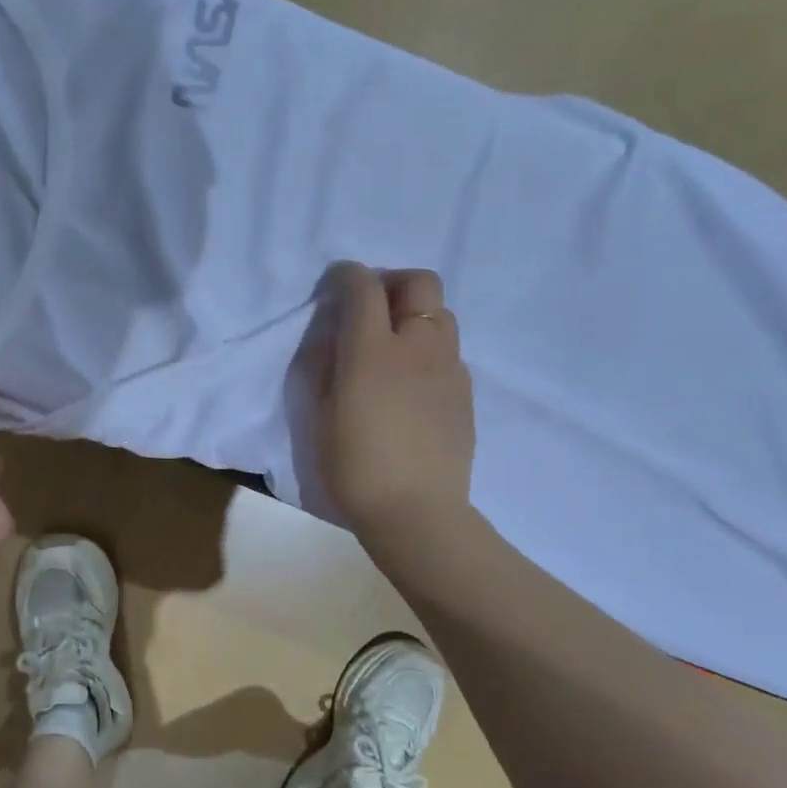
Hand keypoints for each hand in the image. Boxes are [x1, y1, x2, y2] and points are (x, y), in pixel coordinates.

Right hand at [316, 263, 475, 542]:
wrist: (415, 511)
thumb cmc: (354, 466)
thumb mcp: (320, 415)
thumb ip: (325, 365)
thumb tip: (334, 336)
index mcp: (373, 350)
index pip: (363, 287)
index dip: (347, 276)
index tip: (335, 284)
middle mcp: (418, 345)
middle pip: (419, 282)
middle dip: (392, 282)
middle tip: (371, 307)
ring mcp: (449, 367)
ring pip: (441, 313)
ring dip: (415, 314)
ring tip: (394, 345)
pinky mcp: (465, 391)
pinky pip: (450, 350)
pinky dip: (429, 348)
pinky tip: (413, 382)